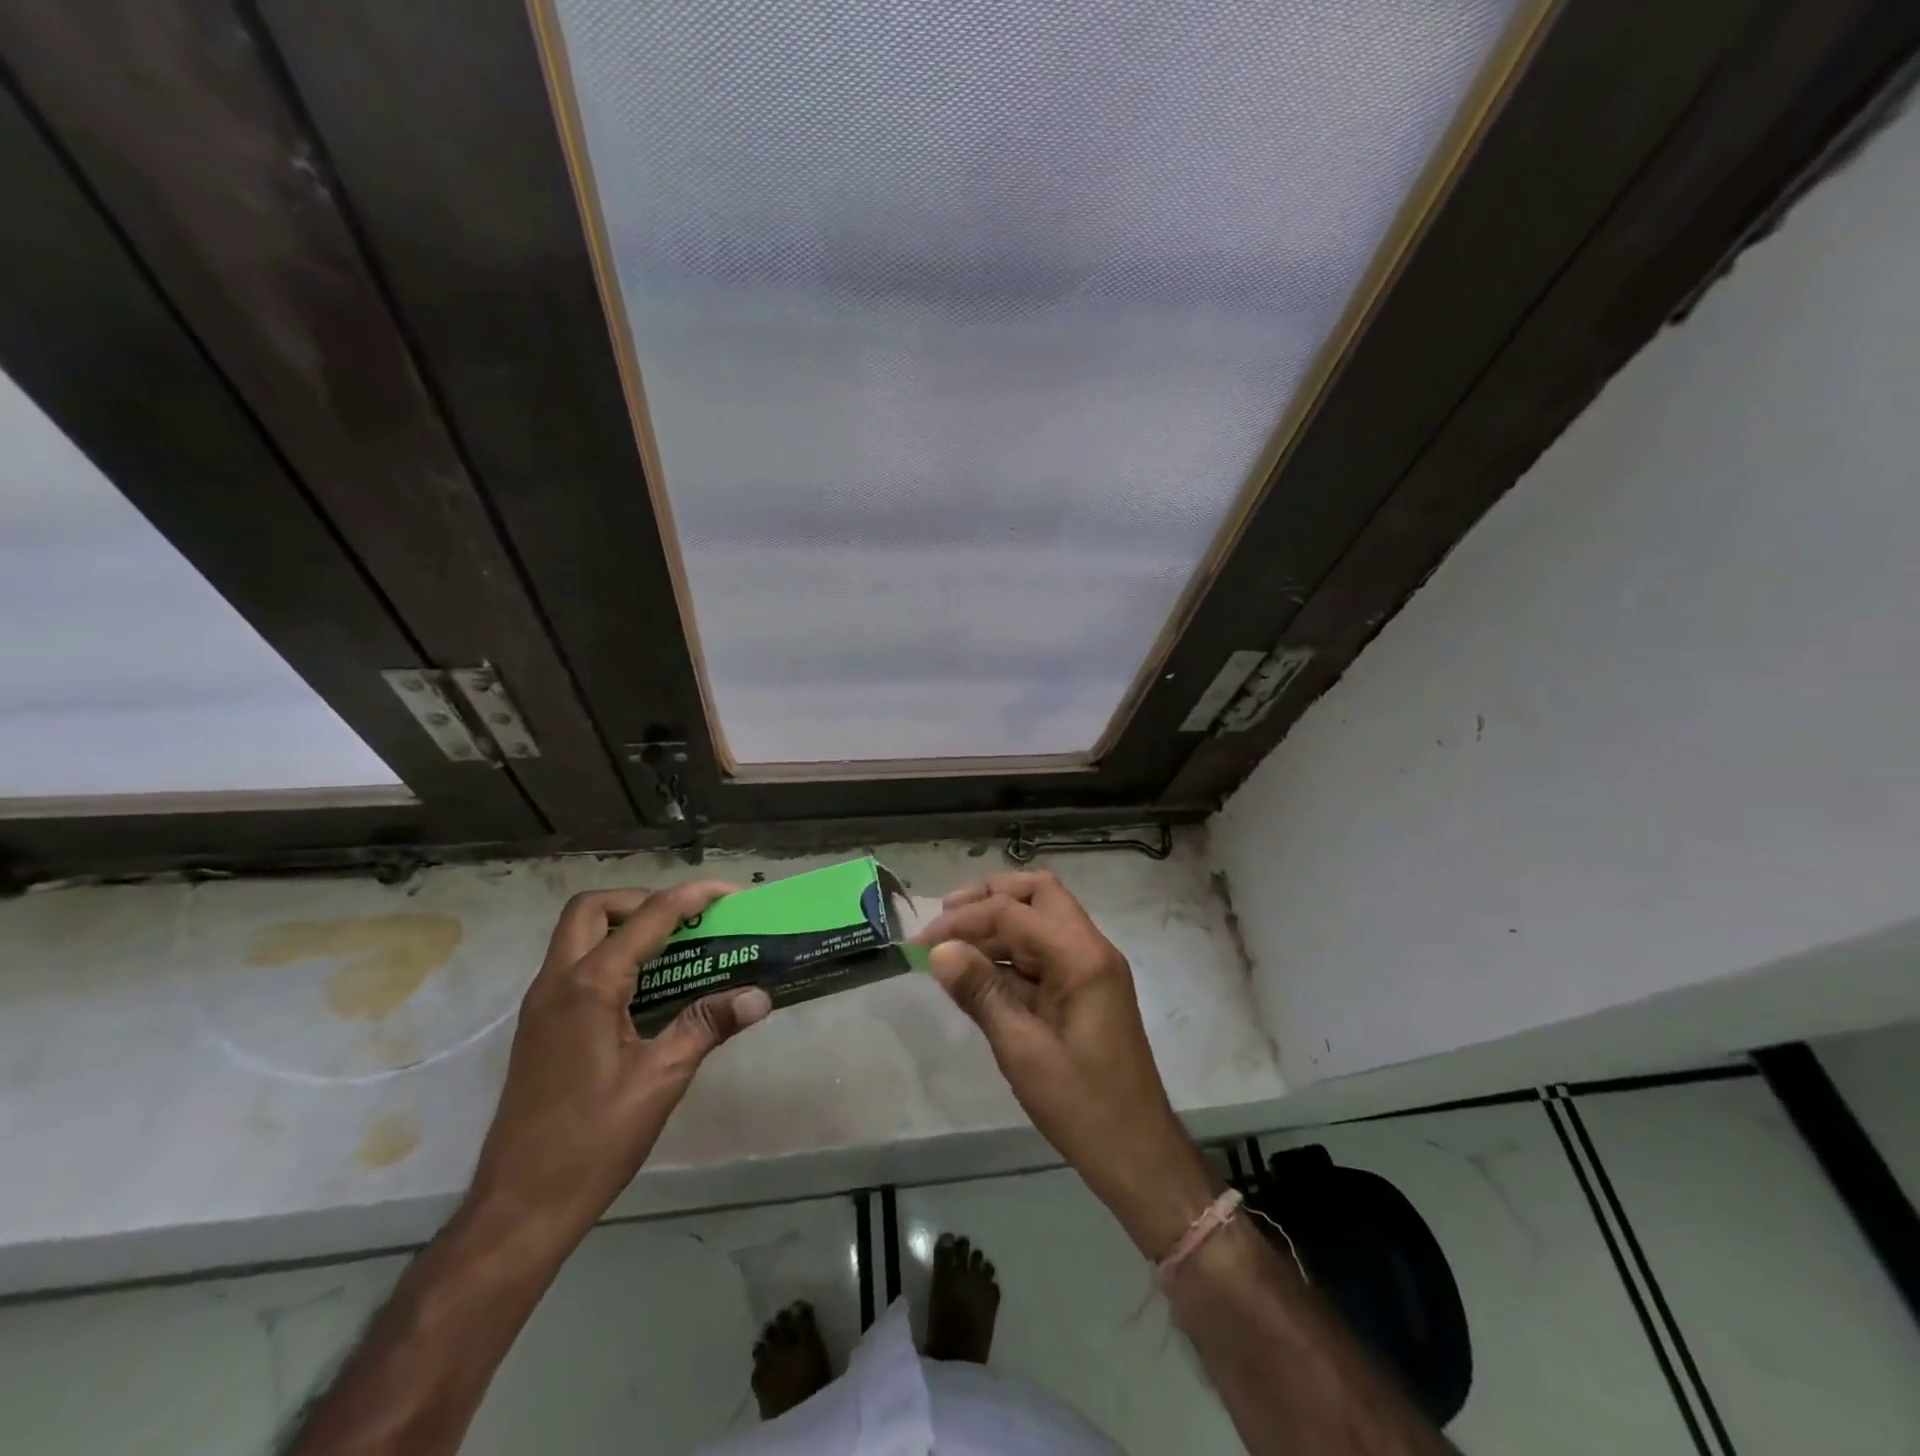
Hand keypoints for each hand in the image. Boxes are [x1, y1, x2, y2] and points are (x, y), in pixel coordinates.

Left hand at [466, 883, 771, 1258]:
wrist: (518, 1208)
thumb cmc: (592, 1142)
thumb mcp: (661, 1080)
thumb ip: (707, 1025)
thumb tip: (760, 996)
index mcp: (589, 986)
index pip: (648, 918)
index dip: (693, 897)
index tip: (731, 894)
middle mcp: (557, 982)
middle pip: (592, 909)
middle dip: (642, 900)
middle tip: (686, 921)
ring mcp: (541, 1005)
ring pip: (576, 935)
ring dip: (622, 925)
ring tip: (674, 948)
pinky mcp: (539, 1028)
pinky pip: (573, 965)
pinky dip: (609, 955)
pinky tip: (644, 989)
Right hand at [917, 871, 1217, 1258]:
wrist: (1138, 1154)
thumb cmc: (1081, 1105)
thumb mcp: (1022, 1049)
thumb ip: (981, 992)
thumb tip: (939, 950)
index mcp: (1082, 957)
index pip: (1014, 911)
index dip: (964, 920)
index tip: (921, 942)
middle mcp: (1091, 949)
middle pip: (1039, 894)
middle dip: (989, 896)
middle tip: (945, 917)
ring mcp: (1091, 968)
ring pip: (1042, 918)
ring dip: (998, 922)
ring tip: (951, 942)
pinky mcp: (1085, 988)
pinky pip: (1044, 952)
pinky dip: (1009, 951)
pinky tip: (977, 970)